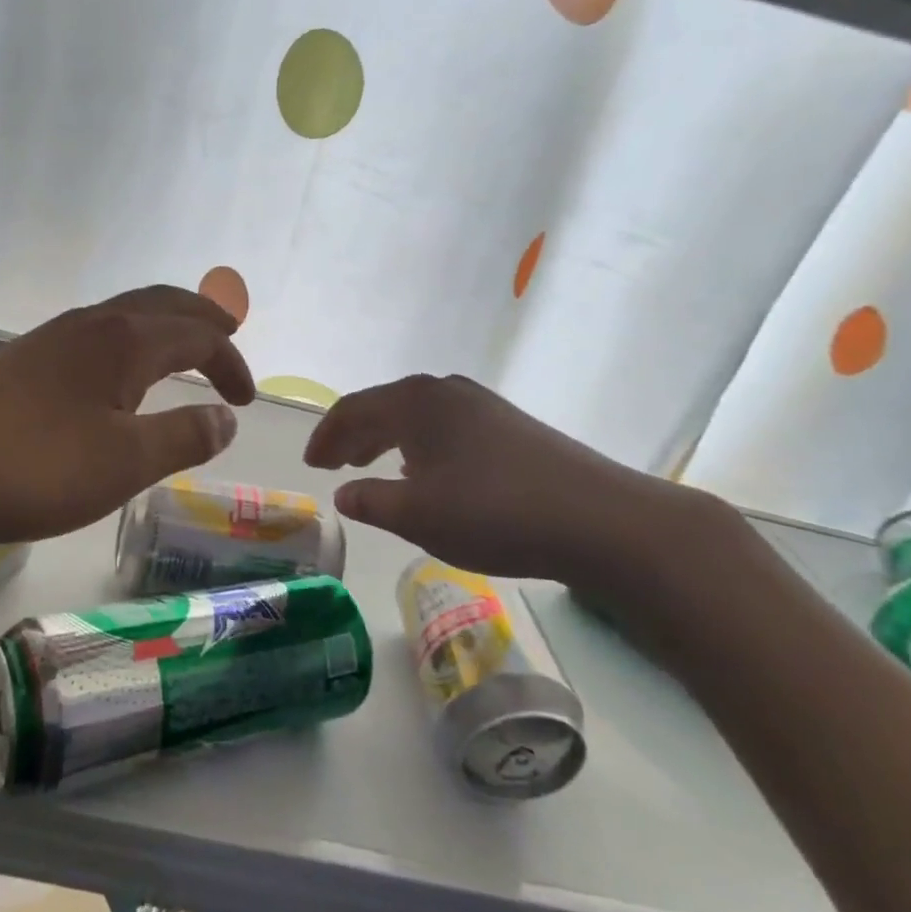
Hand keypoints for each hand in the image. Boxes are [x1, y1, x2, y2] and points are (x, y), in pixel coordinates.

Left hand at [0, 286, 254, 558]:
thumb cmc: (29, 466)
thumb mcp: (123, 463)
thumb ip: (183, 437)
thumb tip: (225, 418)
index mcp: (125, 340)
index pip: (199, 333)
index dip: (231, 362)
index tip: (247, 402)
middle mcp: (92, 324)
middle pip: (164, 304)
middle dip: (204, 322)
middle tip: (229, 346)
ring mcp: (52, 339)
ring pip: (127, 316)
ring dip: (165, 330)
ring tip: (183, 359)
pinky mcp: (22, 361)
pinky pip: (97, 338)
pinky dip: (131, 347)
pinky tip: (118, 383)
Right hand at [303, 374, 721, 595]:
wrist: (599, 519)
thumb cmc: (493, 513)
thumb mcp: (418, 515)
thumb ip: (372, 501)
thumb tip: (344, 492)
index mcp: (415, 402)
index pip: (353, 410)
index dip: (326, 436)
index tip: (311, 464)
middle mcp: (446, 392)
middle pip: (384, 406)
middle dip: (354, 435)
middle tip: (334, 465)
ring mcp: (483, 405)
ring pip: (417, 417)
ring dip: (388, 440)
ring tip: (372, 465)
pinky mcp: (511, 425)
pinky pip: (446, 428)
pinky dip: (421, 446)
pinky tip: (428, 473)